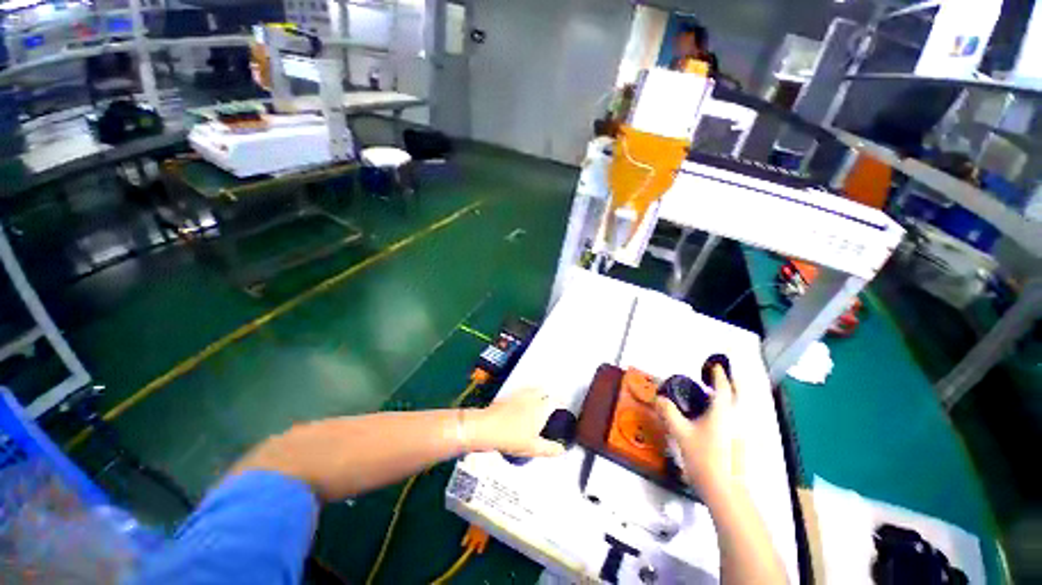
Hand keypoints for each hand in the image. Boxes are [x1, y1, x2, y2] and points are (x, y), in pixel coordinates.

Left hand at [469, 388, 565, 457]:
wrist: (486, 427)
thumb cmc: (511, 437)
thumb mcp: (533, 448)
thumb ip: (550, 449)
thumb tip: (561, 449)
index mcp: (541, 407)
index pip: (556, 400)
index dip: (562, 401)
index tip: (564, 403)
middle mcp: (532, 397)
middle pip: (544, 391)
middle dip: (549, 395)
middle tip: (551, 403)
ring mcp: (519, 395)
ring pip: (532, 389)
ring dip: (538, 393)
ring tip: (539, 402)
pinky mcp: (508, 396)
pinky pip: (522, 392)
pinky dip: (526, 395)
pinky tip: (523, 404)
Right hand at [656, 365, 743, 502]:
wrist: (725, 490)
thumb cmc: (703, 457)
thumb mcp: (680, 432)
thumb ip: (669, 412)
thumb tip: (659, 398)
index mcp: (723, 411)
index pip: (723, 386)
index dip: (719, 374)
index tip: (715, 365)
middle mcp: (737, 417)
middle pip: (740, 394)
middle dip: (733, 382)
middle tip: (720, 377)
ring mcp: (743, 430)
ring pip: (742, 406)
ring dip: (733, 396)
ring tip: (715, 395)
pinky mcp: (743, 442)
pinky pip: (739, 416)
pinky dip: (731, 409)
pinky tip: (717, 416)